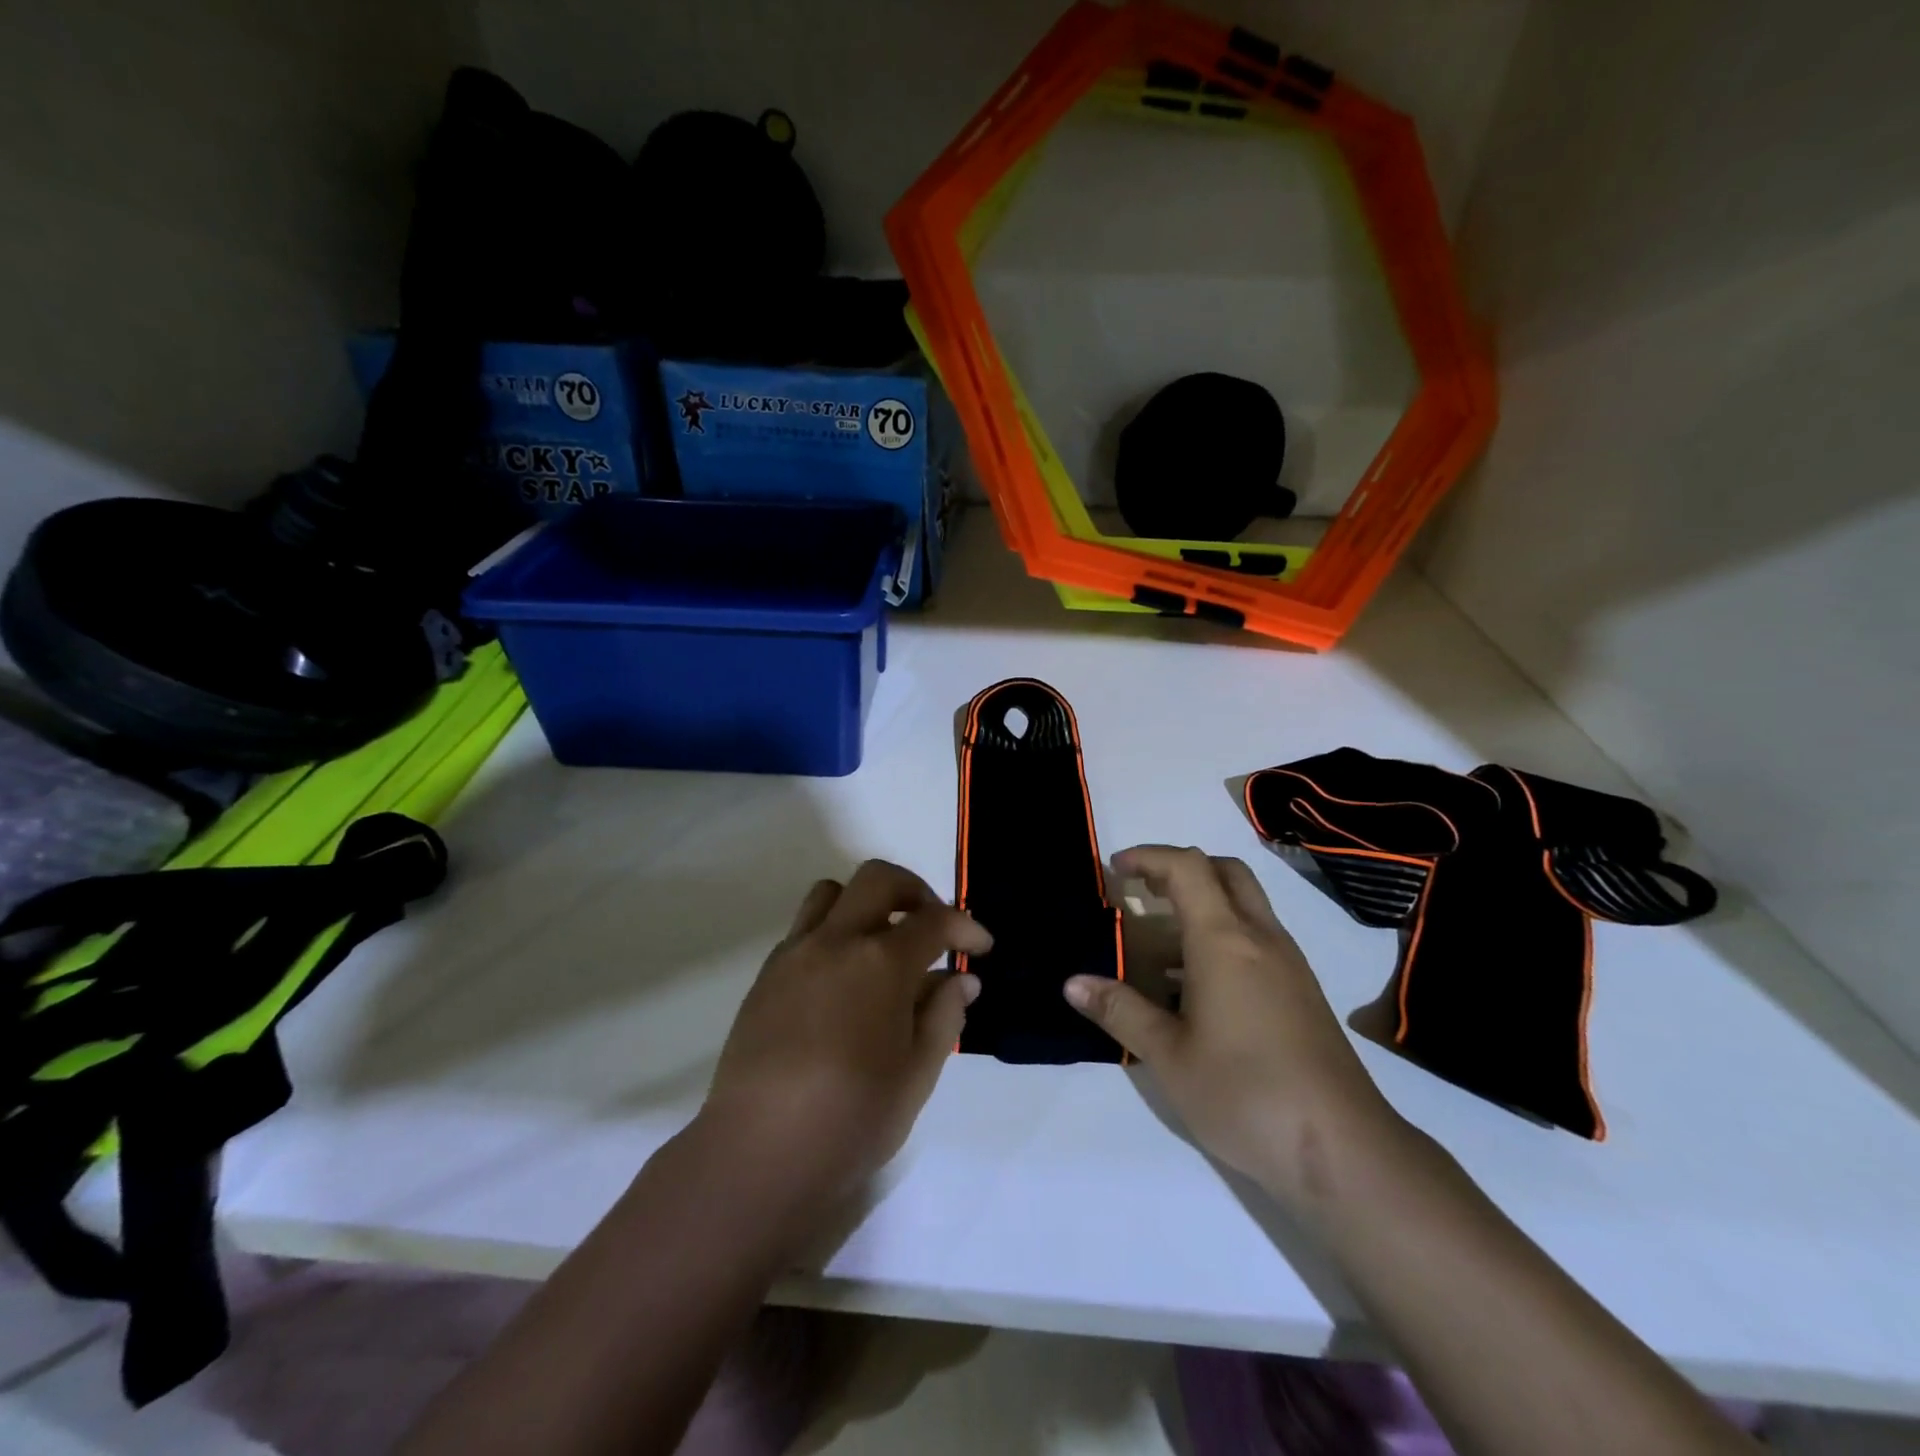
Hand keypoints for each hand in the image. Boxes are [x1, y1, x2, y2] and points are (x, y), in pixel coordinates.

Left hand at [697, 861, 989, 1214]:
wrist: (757, 1153)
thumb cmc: (850, 1119)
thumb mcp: (917, 1075)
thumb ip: (944, 1016)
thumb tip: (960, 980)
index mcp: (881, 963)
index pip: (934, 920)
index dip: (966, 928)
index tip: (981, 948)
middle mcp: (836, 941)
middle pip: (879, 879)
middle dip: (915, 891)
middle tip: (933, 927)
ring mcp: (795, 954)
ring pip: (832, 893)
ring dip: (866, 904)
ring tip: (883, 944)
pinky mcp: (766, 975)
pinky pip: (804, 929)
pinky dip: (833, 934)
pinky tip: (844, 981)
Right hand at [1064, 845, 1403, 1206]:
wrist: (1343, 1150)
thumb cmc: (1245, 1093)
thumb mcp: (1168, 1056)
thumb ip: (1120, 1011)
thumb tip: (1073, 983)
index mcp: (1224, 940)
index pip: (1186, 868)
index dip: (1147, 857)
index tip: (1114, 869)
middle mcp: (1261, 938)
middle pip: (1225, 872)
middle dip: (1180, 869)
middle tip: (1142, 892)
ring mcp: (1288, 964)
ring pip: (1245, 905)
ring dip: (1202, 905)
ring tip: (1159, 947)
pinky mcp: (1302, 993)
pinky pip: (1257, 940)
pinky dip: (1223, 937)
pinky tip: (1196, 988)